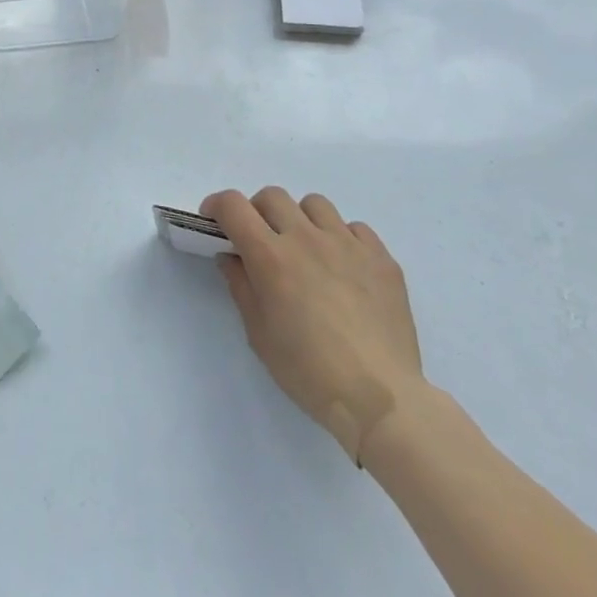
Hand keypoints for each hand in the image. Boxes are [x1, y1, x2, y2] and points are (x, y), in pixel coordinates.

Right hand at [201, 186, 424, 465]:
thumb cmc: (309, 372)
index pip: (233, 206)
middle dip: (258, 212)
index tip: (214, 221)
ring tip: (306, 251)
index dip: (217, 206)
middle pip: (273, 196)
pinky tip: (344, 268)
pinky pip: (355, 228)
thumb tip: (231, 256)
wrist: (381, 399)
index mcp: (271, 256)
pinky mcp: (381, 257)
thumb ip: (241, 286)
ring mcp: (348, 244)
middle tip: (260, 241)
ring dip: (301, 219)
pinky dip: (341, 238)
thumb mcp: (259, 335)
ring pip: (315, 204)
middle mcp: (307, 238)